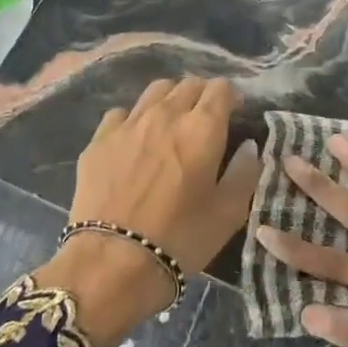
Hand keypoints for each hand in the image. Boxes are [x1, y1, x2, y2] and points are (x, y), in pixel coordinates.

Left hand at [35, 78, 258, 346]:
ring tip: (171, 123)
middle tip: (205, 120)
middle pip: (189, 84)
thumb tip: (248, 146)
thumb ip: (244, 172)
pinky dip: (135, 119)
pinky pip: (122, 113)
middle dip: (202, 95)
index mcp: (202, 127)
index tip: (234, 114)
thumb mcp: (228, 213)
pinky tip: (135, 141)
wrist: (111, 262)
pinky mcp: (99, 139)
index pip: (221, 88)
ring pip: (155, 90)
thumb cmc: (180, 239)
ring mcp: (129, 123)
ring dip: (170, 99)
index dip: (231, 97)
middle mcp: (166, 114)